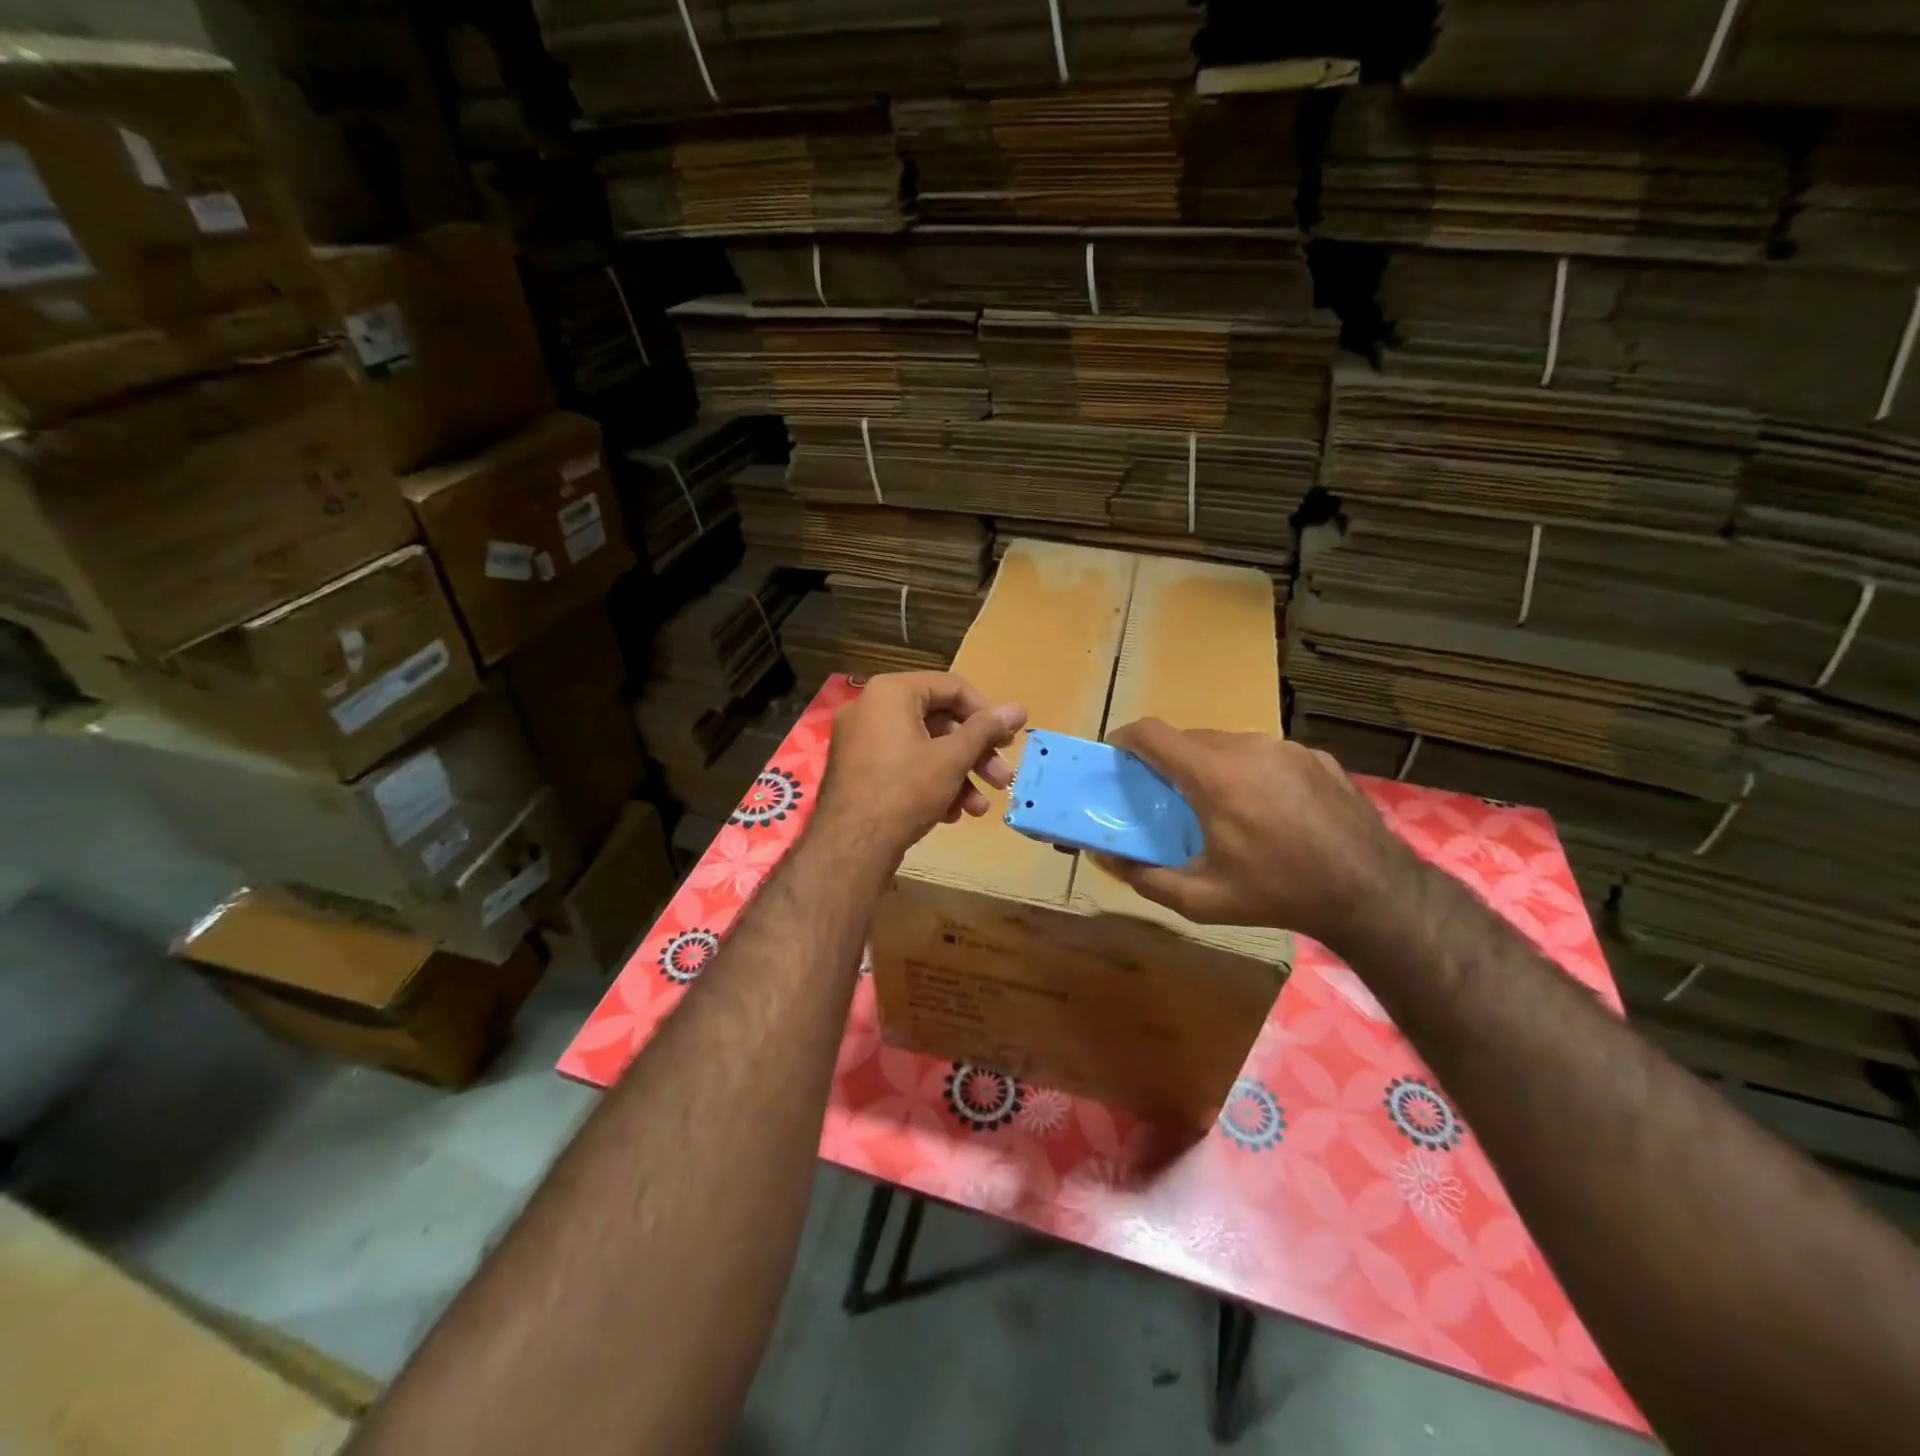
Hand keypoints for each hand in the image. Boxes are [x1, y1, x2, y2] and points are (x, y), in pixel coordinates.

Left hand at [813, 672, 1026, 865]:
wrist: (850, 847)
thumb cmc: (905, 790)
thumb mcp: (952, 758)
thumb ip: (986, 730)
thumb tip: (1020, 708)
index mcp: (890, 692)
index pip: (951, 687)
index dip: (986, 712)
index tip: (1008, 740)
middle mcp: (870, 708)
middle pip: (938, 721)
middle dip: (975, 753)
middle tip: (1002, 778)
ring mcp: (860, 741)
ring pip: (922, 748)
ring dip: (957, 775)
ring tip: (979, 807)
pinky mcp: (857, 771)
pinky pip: (902, 765)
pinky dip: (929, 784)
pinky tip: (951, 814)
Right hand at [1094, 718, 1416, 949]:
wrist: (1370, 891)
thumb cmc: (1277, 893)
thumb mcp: (1201, 899)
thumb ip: (1145, 878)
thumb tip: (1106, 860)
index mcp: (1213, 775)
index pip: (1152, 734)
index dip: (1126, 739)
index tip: (1116, 755)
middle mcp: (1247, 748)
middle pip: (1189, 738)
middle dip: (1169, 760)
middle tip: (1167, 795)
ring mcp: (1286, 748)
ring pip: (1230, 744)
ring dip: (1212, 765)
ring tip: (1221, 805)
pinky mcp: (1316, 757)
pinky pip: (1267, 755)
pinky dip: (1253, 772)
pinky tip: (1269, 810)